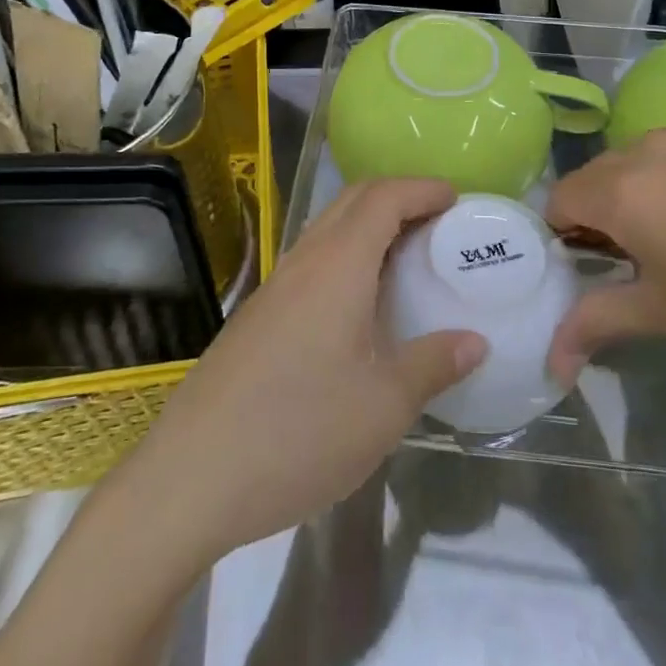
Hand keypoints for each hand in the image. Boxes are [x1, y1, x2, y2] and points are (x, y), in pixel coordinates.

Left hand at [123, 179, 486, 562]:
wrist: (190, 477)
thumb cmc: (298, 432)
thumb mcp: (382, 407)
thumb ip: (432, 365)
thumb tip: (475, 341)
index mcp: (338, 265)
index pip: (384, 197)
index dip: (422, 188)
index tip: (458, 199)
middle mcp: (304, 260)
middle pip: (353, 200)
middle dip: (399, 197)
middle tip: (439, 223)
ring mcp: (276, 286)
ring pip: (329, 228)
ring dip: (371, 225)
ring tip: (408, 259)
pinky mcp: (259, 314)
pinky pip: (313, 259)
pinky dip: (348, 255)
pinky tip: (361, 304)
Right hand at [545, 124, 665, 383]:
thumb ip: (597, 325)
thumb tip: (552, 365)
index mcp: (620, 190)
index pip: (558, 201)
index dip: (566, 238)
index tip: (598, 269)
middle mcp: (644, 147)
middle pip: (595, 177)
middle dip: (601, 215)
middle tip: (641, 259)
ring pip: (637, 160)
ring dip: (640, 192)